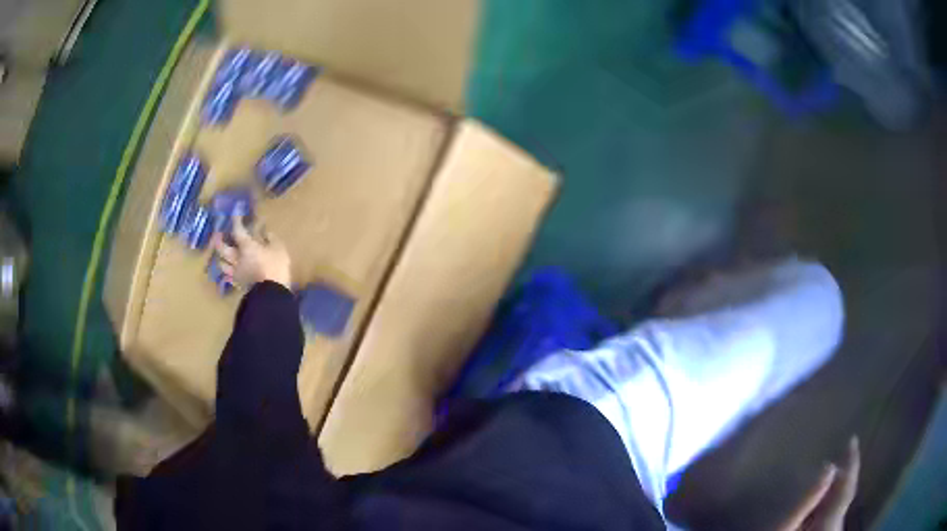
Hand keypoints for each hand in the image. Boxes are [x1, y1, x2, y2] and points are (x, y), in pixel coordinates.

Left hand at [213, 214, 291, 288]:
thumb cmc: (275, 266)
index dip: (236, 220)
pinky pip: (229, 277)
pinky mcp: (239, 284)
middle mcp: (236, 258)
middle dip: (218, 239)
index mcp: (246, 246)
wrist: (272, 293)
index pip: (237, 230)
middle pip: (222, 248)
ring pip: (222, 264)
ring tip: (221, 254)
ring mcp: (236, 272)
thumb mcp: (278, 248)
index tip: (236, 211)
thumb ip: (270, 238)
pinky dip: (227, 273)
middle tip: (218, 233)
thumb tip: (265, 231)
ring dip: (220, 257)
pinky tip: (228, 273)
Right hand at [778, 437, 860, 530]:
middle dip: (837, 481)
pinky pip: (834, 518)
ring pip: (839, 508)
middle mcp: (837, 527)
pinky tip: (815, 511)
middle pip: (844, 496)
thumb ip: (806, 501)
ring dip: (831, 496)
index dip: (852, 461)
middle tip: (823, 470)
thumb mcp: (783, 529)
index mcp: (830, 522)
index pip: (848, 486)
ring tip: (817, 490)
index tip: (852, 439)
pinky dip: (827, 509)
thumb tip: (828, 467)